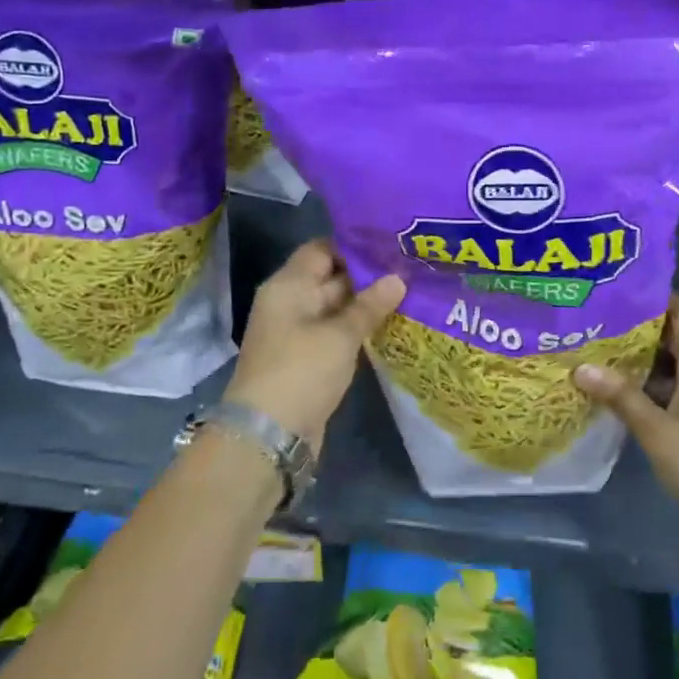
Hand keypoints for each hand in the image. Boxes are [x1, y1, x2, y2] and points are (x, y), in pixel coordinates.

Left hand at [223, 240, 404, 452]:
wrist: (269, 434)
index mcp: (288, 286)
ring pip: (337, 307)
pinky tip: (392, 323)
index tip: (390, 245)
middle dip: (367, 274)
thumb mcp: (340, 335)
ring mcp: (298, 332)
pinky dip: (359, 328)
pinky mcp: (309, 358)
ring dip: (367, 303)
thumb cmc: (301, 371)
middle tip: (409, 267)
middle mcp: (291, 303)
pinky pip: (336, 332)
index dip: (354, 245)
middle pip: (330, 277)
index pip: (321, 250)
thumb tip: (398, 279)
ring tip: (409, 291)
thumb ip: (369, 305)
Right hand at [574, 294, 678, 567]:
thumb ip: (621, 396)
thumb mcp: (656, 431)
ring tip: (604, 349)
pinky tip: (625, 388)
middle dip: (643, 326)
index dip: (656, 297)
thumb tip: (581, 367)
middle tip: (601, 321)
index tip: (617, 294)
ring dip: (647, 355)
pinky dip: (656, 379)